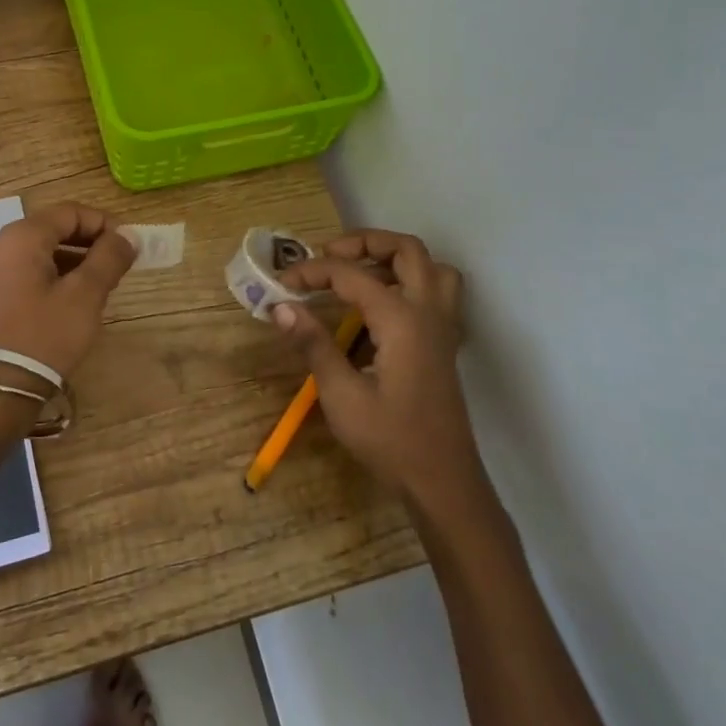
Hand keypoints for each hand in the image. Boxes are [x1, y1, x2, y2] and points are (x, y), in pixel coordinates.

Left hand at [0, 203, 135, 380]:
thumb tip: (128, 235)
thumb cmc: (45, 335)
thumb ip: (109, 258)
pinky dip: (53, 277)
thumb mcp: (85, 295)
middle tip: (117, 266)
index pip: (70, 212)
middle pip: (53, 229)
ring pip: (40, 252)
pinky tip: (72, 301)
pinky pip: (27, 273)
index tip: (128, 246)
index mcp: (21, 237)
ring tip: (100, 286)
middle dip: (89, 243)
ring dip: (73, 261)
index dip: (103, 223)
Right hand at [275, 229, 478, 506]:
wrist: (443, 483)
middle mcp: (428, 313)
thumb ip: (313, 344)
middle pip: (407, 250)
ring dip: (395, 258)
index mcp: (401, 320)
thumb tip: (281, 306)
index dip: (313, 272)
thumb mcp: (342, 395)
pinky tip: (382, 307)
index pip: (352, 274)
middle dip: (365, 242)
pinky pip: (437, 293)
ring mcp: (442, 328)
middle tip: (329, 255)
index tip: (283, 283)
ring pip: (431, 268)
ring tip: (359, 272)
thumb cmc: (391, 440)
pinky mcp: (444, 345)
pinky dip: (410, 282)